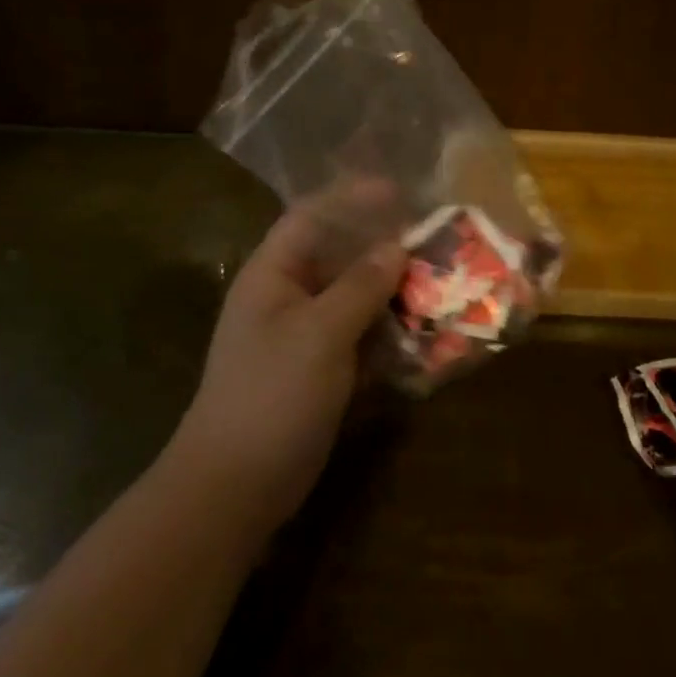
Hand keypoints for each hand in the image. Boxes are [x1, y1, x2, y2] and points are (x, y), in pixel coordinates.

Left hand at [170, 199, 406, 527]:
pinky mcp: (320, 371)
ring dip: (392, 291)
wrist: (236, 484)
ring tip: (439, 281)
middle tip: (432, 240)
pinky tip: (424, 332)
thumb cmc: (272, 394)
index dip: (352, 198)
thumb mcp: (320, 333)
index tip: (400, 192)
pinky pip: (360, 337)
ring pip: (354, 298)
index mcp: (273, 274)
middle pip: (338, 255)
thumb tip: (397, 247)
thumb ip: (360, 286)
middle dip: (383, 247)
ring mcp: (303, 336)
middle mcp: (287, 296)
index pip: (311, 216)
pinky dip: (389, 332)